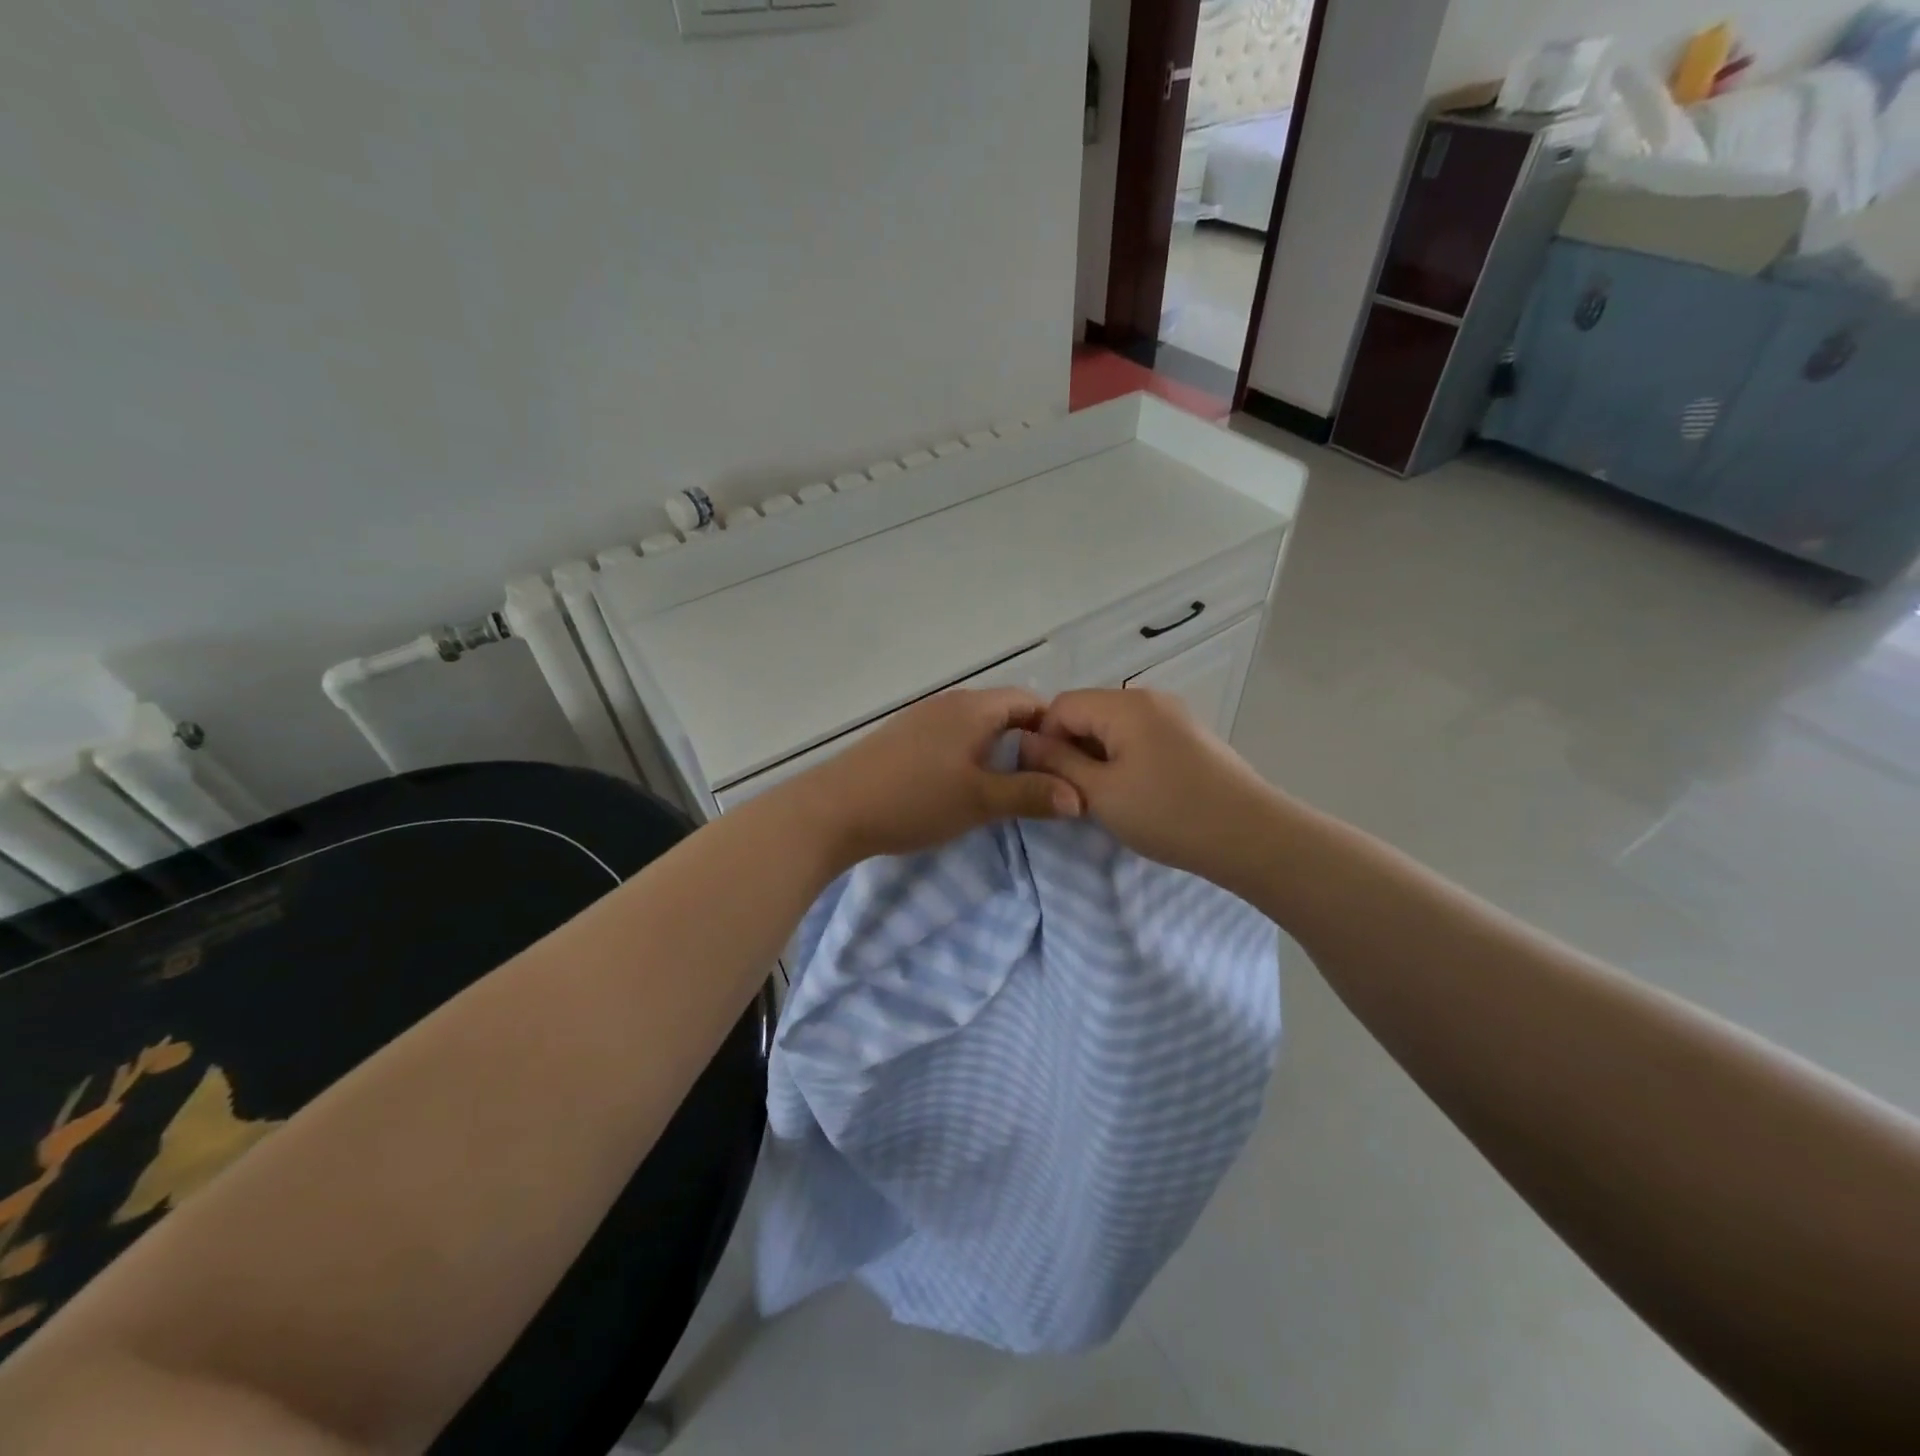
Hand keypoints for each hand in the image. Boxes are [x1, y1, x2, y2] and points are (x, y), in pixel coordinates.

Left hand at [786, 688, 1083, 866]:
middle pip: (1002, 712)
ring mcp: (921, 718)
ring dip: (995, 750)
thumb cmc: (915, 799)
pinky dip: (968, 755)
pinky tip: (962, 785)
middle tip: (1042, 780)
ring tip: (1007, 786)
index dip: (1053, 728)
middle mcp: (949, 703)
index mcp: (973, 708)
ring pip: (974, 726)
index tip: (1067, 764)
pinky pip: (950, 737)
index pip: (1029, 701)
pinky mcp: (901, 737)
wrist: (834, 809)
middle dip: (1026, 742)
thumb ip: (1031, 795)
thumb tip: (1080, 797)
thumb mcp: (980, 801)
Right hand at [1019, 688, 1278, 883]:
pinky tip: (1135, 792)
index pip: (1061, 706)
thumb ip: (1058, 763)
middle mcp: (1149, 699)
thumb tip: (1026, 742)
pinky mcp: (1190, 738)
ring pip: (1114, 727)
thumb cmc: (1168, 814)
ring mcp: (1174, 716)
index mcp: (1125, 705)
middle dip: (1071, 748)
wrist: (1251, 836)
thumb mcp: (1100, 793)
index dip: (1044, 740)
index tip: (1048, 781)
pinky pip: (1140, 737)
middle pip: (1089, 712)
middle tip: (1074, 793)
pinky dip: (1124, 759)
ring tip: (1104, 797)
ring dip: (1098, 757)